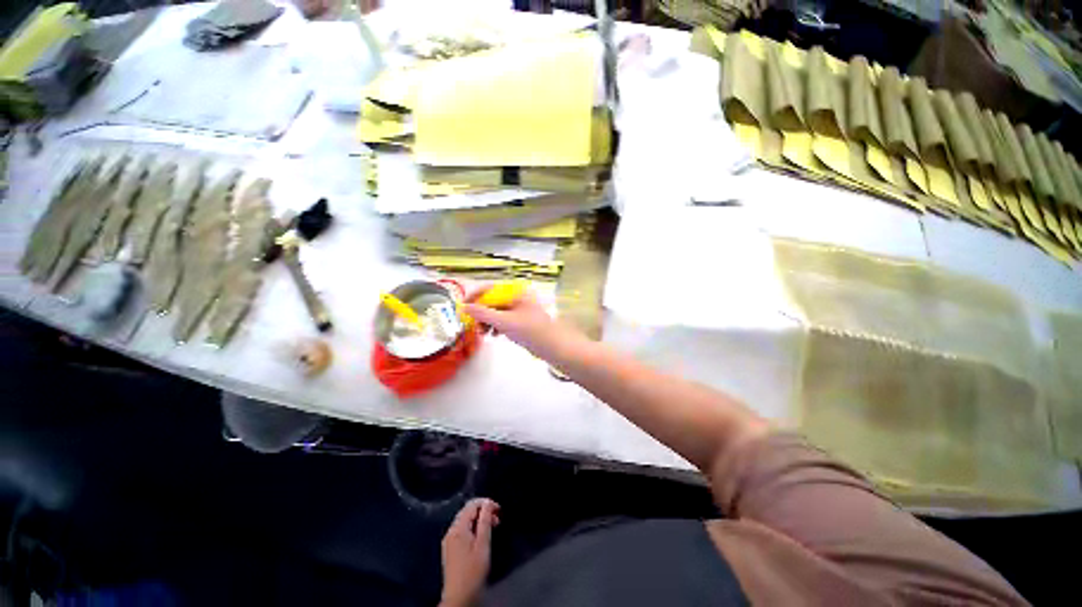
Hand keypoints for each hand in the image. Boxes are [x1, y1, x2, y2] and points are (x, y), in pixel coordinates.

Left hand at [440, 498, 499, 606]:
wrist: (459, 597)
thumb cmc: (473, 570)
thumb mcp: (483, 544)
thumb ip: (485, 521)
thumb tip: (487, 502)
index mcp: (458, 528)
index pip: (471, 505)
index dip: (486, 503)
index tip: (499, 510)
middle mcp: (451, 531)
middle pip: (467, 511)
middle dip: (483, 511)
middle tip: (498, 519)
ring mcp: (449, 540)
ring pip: (465, 521)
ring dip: (479, 520)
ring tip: (492, 527)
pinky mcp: (450, 549)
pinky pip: (462, 530)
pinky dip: (473, 528)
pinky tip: (481, 537)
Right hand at [464, 287, 563, 355]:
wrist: (552, 346)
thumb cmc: (531, 331)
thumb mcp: (505, 321)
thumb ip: (483, 313)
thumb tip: (464, 307)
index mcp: (516, 291)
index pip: (490, 289)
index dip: (475, 297)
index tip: (463, 307)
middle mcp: (518, 297)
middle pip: (492, 301)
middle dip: (481, 313)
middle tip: (472, 325)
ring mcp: (519, 309)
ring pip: (497, 311)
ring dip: (487, 321)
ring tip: (483, 333)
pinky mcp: (520, 320)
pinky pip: (503, 319)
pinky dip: (496, 326)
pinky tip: (493, 335)